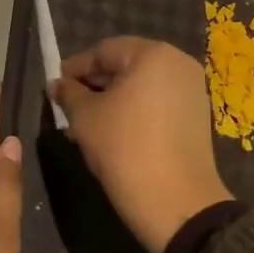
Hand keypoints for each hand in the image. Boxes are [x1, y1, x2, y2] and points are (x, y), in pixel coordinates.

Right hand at [52, 37, 232, 252]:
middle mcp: (179, 65)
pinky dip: (136, 111)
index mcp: (154, 54)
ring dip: (114, 99)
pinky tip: (115, 132)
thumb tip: (57, 84)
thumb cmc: (125, 148)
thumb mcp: (85, 118)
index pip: (105, 50)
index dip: (76, 67)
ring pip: (143, 86)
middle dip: (96, 84)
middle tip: (69, 105)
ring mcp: (193, 91)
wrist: (176, 202)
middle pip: (127, 65)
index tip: (56, 85)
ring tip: (88, 122)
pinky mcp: (197, 117)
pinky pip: (159, 103)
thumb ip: (69, 93)